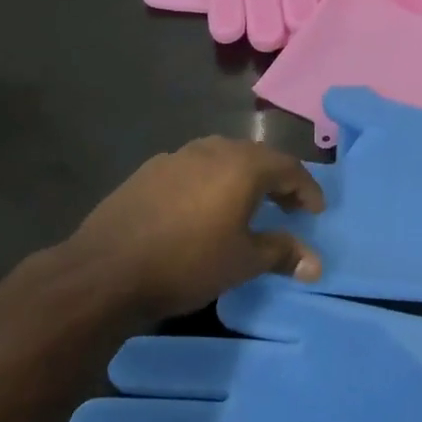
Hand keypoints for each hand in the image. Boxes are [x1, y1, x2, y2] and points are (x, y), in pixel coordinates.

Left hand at [64, 138, 325, 325]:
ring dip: (241, 177)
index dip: (306, 189)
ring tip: (245, 205)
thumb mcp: (242, 262)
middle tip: (286, 206)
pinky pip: (192, 168)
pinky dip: (209, 182)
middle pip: (256, 157)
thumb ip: (282, 254)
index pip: (289, 168)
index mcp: (243, 166)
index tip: (316, 212)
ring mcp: (177, 156)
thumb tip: (316, 264)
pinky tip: (200, 208)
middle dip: (276, 180)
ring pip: (222, 158)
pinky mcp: (149, 170)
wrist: (105, 271)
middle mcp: (213, 150)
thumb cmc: (187, 263)